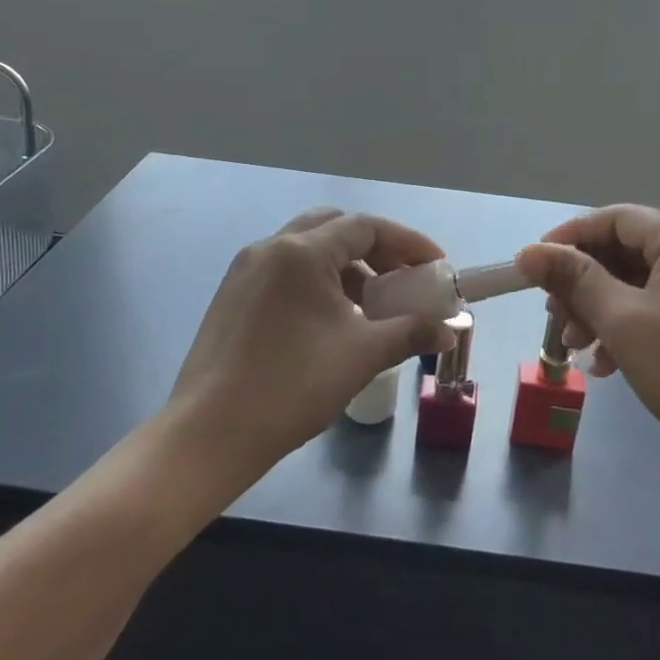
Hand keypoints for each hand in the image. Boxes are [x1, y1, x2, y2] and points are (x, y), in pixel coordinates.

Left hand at [165, 208, 455, 491]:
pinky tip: (330, 321)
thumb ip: (410, 333)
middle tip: (401, 278)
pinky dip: (316, 283)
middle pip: (333, 227)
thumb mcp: (361, 356)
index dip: (408, 243)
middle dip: (374, 248)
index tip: (436, 266)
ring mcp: (245, 271)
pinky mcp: (231, 296)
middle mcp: (270, 248)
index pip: (365, 226)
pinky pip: (284, 273)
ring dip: (345, 267)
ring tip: (371, 306)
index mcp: (301, 252)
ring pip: (306, 250)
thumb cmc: (292, 385)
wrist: (210, 433)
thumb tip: (448, 331)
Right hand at [515, 206, 659, 494]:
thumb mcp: (621, 321)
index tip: (534, 266)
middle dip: (584, 282)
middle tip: (554, 314)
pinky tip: (607, 362)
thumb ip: (573, 279)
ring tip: (576, 346)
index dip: (569, 237)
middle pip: (627, 250)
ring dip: (601, 309)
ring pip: (640, 282)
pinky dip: (629, 325)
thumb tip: (528, 252)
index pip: (615, 219)